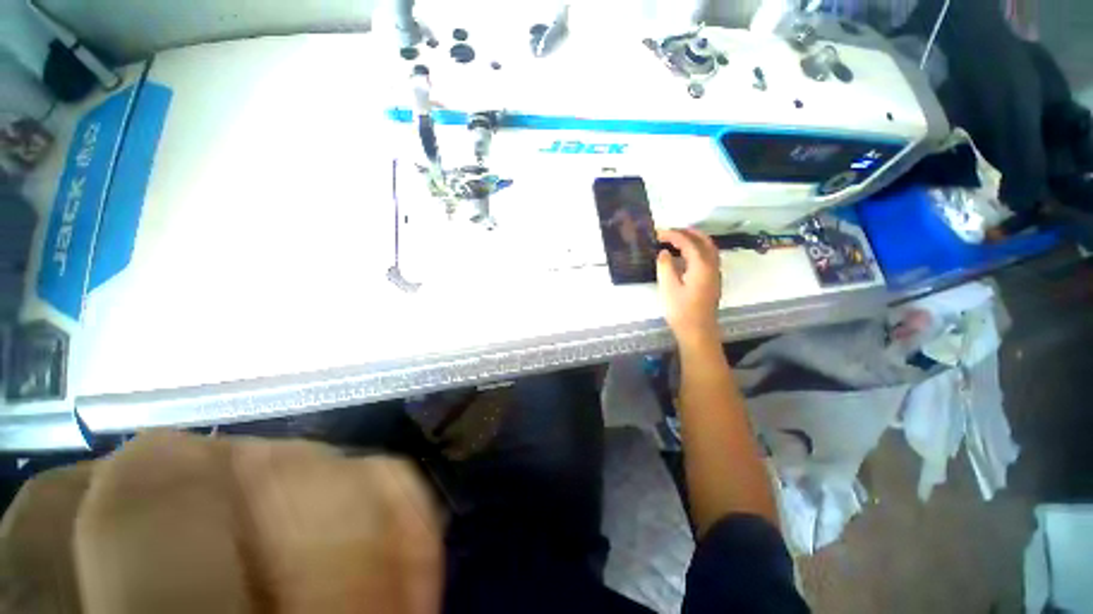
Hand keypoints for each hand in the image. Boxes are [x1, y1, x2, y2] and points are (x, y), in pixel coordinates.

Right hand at [656, 228, 722, 347]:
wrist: (698, 331)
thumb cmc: (681, 311)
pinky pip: (708, 256)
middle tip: (669, 232)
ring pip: (709, 248)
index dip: (673, 235)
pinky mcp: (712, 280)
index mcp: (701, 265)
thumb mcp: (668, 288)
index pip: (688, 242)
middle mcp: (712, 265)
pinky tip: (685, 255)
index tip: (658, 234)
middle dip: (687, 232)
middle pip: (704, 241)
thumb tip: (664, 252)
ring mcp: (715, 273)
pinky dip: (697, 249)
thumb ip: (666, 266)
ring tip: (677, 239)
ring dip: (694, 239)